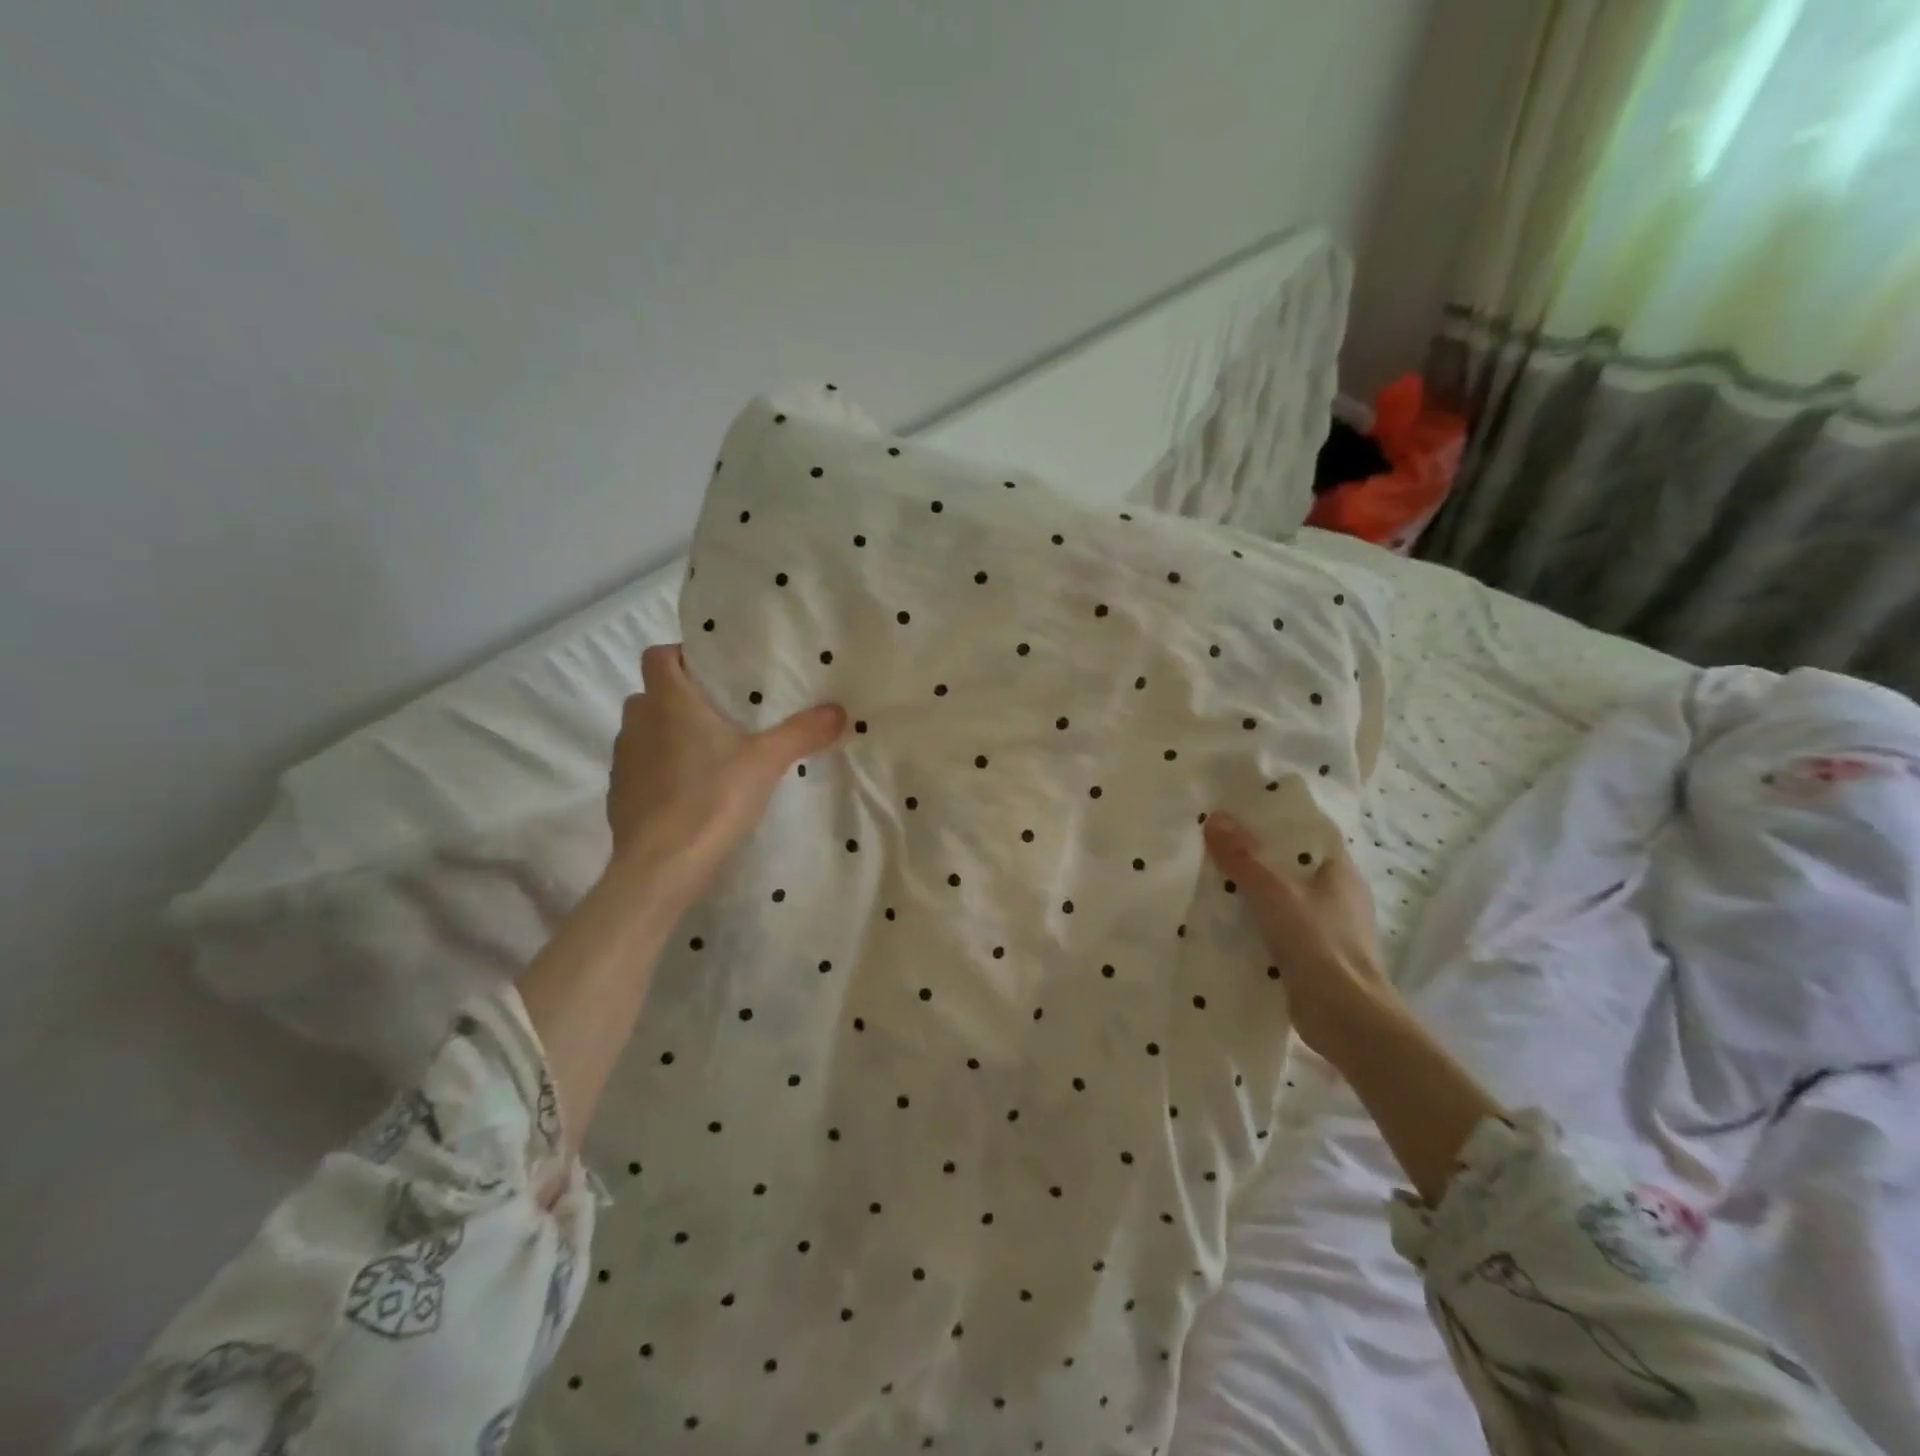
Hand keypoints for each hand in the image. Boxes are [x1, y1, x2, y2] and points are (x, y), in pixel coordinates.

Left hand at [607, 645, 844, 903]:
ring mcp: (624, 761)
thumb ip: (802, 732)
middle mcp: (638, 723)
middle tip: (722, 716)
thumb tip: (839, 710)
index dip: (682, 657)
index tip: (713, 673)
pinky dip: (659, 773)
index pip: (659, 655)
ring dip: (668, 736)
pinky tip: (690, 794)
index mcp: (668, 702)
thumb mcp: (768, 761)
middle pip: (651, 694)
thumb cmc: (713, 798)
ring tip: (708, 756)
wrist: (662, 866)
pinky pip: (640, 770)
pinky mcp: (619, 797)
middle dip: (680, 699)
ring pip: (644, 733)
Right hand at [1203, 811, 1392, 1060]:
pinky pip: (1275, 926)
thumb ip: (1244, 857)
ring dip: (1249, 890)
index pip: (1304, 832)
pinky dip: (1252, 921)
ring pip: (1280, 896)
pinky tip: (1221, 919)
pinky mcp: (1311, 955)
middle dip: (1252, 855)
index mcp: (1339, 870)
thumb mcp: (1275, 893)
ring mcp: (1325, 926)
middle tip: (1210, 841)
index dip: (1271, 819)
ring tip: (1207, 876)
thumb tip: (1214, 816)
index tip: (1233, 811)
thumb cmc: (1319, 945)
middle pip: (1288, 863)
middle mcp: (1336, 893)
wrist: (1347, 1020)